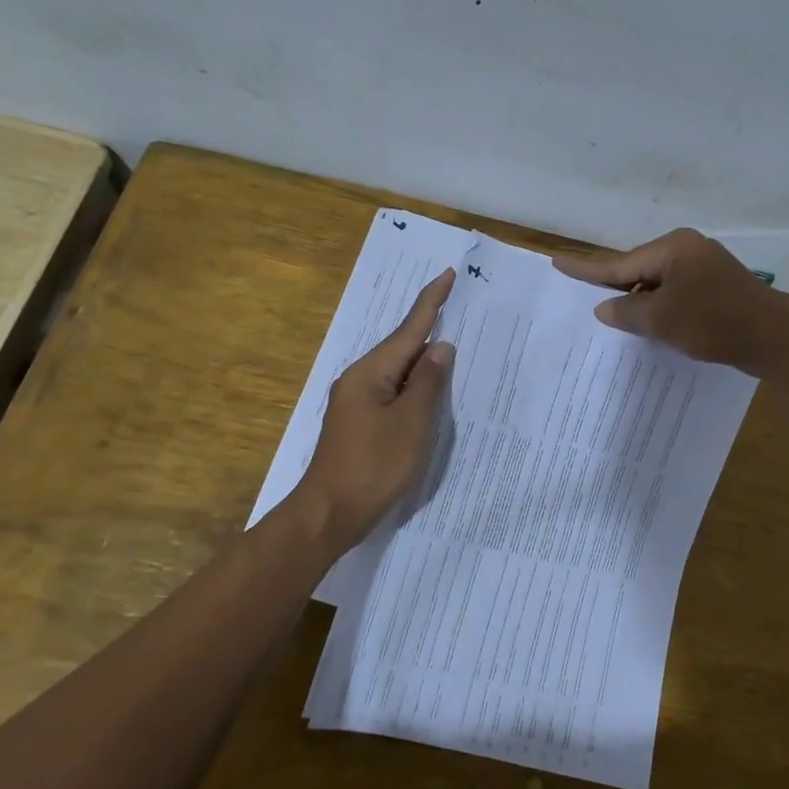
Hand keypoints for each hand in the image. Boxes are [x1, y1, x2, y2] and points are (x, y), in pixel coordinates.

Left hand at [292, 268, 456, 551]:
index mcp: (370, 373)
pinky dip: (414, 386)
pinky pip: (393, 392)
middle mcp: (359, 379)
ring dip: (424, 360)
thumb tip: (441, 347)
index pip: (408, 330)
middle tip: (459, 308)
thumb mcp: (410, 424)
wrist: (329, 514)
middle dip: (429, 328)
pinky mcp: (360, 422)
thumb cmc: (373, 467)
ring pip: (398, 371)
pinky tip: (429, 391)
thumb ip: (428, 383)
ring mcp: (357, 402)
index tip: (447, 274)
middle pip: (401, 347)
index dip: (431, 302)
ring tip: (452, 346)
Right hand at [554, 229, 788, 375]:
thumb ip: (627, 311)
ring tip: (613, 317)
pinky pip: (676, 293)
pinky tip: (650, 324)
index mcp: (672, 248)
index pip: (619, 262)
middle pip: (638, 270)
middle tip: (582, 295)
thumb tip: (604, 307)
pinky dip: (661, 307)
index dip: (586, 269)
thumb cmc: (713, 322)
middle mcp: (688, 249)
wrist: (775, 339)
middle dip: (614, 286)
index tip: (557, 262)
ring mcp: (706, 267)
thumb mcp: (661, 319)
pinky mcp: (718, 288)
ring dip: (639, 301)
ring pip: (658, 283)